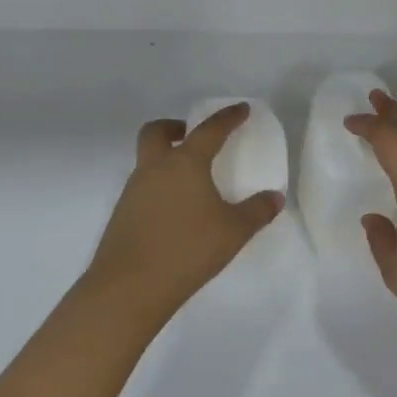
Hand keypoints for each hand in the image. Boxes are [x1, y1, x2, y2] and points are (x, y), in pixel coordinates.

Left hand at [82, 103, 284, 324]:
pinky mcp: (122, 214)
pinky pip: (142, 187)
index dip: (228, 117)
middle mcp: (154, 169)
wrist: (129, 287)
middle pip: (157, 132)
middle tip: (193, 137)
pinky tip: (176, 212)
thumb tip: (275, 197)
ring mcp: (132, 191)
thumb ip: (257, 211)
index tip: (241, 109)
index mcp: (184, 163)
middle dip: (176, 127)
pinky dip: (159, 187)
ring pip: (146, 160)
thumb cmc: (187, 250)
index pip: (209, 130)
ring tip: (191, 182)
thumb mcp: (233, 232)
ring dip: (166, 159)